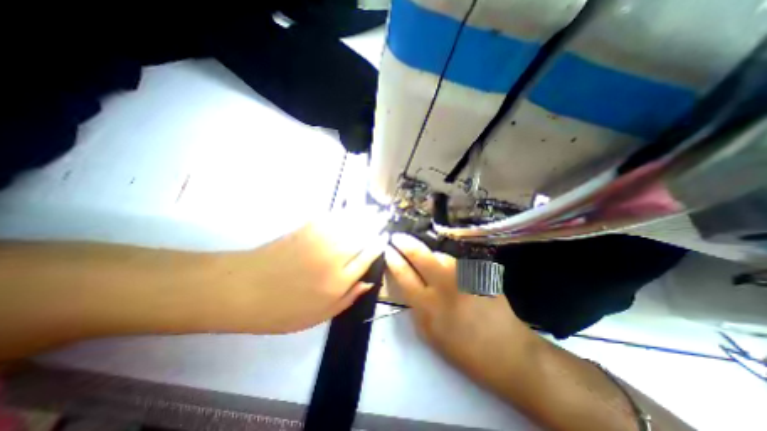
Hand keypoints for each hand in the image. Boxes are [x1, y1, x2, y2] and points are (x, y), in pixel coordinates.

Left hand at [210, 208, 390, 332]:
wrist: (242, 289)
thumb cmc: (281, 310)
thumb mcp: (318, 316)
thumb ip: (348, 298)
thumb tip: (369, 282)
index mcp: (339, 280)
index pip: (367, 257)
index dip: (378, 246)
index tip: (384, 239)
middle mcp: (335, 256)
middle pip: (363, 236)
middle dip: (376, 225)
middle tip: (384, 218)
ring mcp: (321, 239)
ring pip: (351, 223)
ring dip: (365, 215)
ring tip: (375, 210)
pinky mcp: (307, 228)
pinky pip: (333, 217)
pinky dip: (346, 212)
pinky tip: (352, 209)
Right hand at [383, 234, 538, 388]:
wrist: (507, 351)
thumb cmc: (463, 350)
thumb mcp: (429, 334)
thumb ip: (415, 306)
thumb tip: (408, 284)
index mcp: (428, 306)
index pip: (403, 274)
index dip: (392, 259)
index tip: (386, 249)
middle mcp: (445, 285)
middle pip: (419, 254)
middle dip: (404, 242)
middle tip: (396, 237)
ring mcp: (464, 275)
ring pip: (439, 255)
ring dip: (428, 255)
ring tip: (426, 262)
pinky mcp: (478, 273)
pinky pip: (455, 263)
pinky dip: (447, 264)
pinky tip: (450, 274)